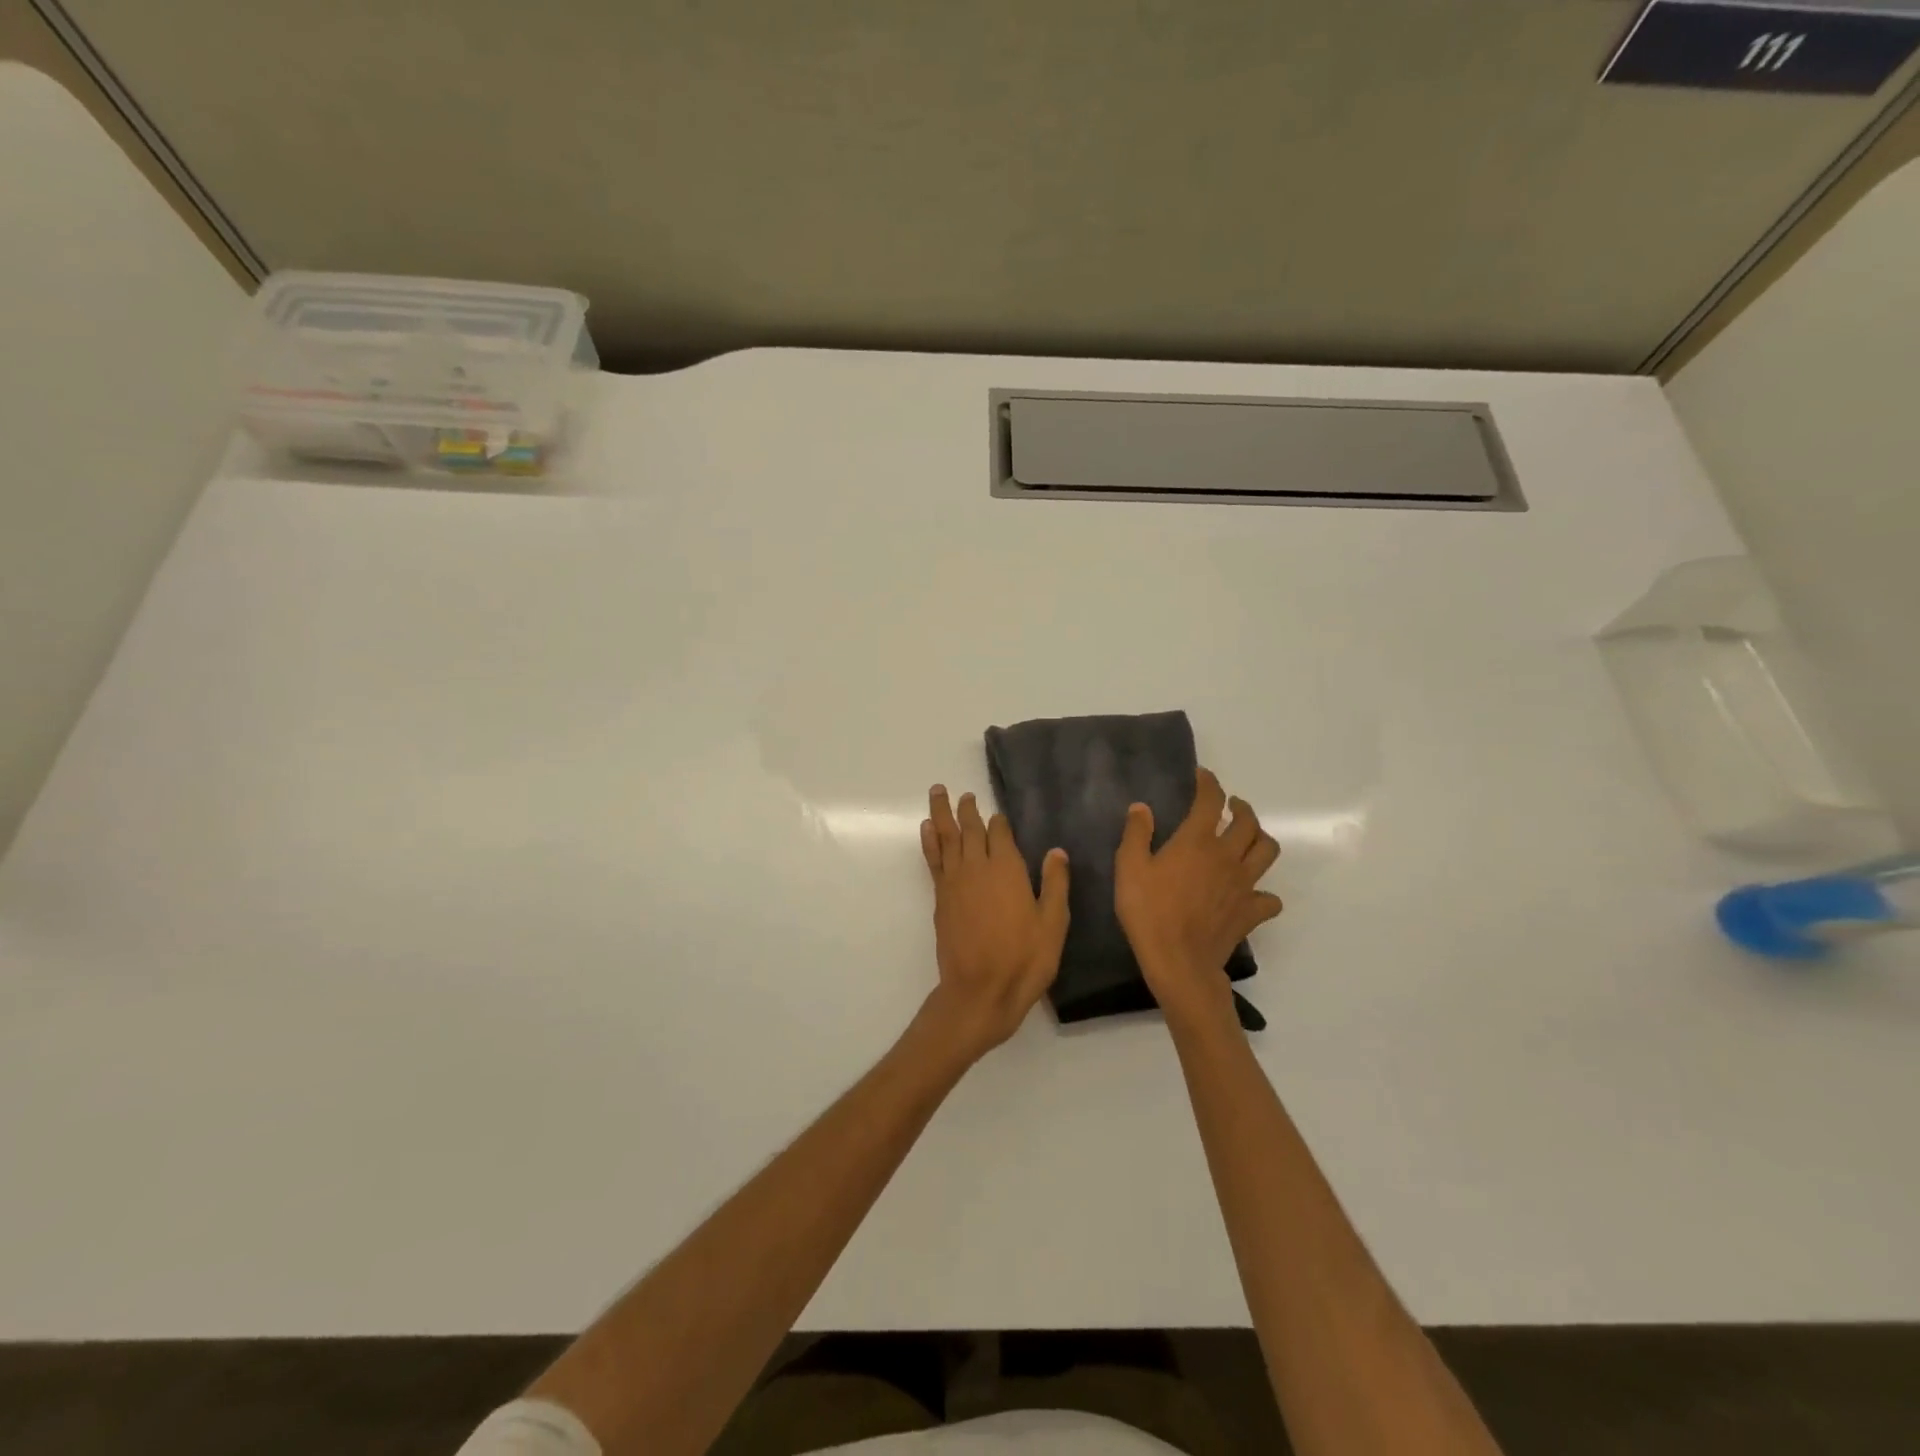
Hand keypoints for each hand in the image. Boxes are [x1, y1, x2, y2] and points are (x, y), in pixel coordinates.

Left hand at [918, 785, 1069, 1061]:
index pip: (999, 832)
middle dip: (966, 809)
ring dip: (941, 814)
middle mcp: (977, 867)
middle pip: (969, 829)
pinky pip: (933, 859)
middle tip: (963, 793)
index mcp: (1007, 869)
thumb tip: (1057, 852)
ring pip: (945, 838)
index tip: (998, 814)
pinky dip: (929, 841)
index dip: (999, 821)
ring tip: (937, 793)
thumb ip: (1055, 884)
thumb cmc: (1024, 960)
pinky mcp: (941, 898)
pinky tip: (928, 830)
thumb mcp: (1053, 924)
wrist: (979, 992)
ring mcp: (954, 882)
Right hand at [1115, 767, 1281, 1025]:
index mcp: (1197, 841)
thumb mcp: (1129, 868)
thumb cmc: (1149, 911)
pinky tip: (1251, 892)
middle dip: (1241, 808)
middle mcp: (1227, 856)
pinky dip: (1264, 892)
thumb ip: (1136, 834)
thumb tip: (1142, 808)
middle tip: (1231, 807)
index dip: (1208, 784)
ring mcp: (1244, 884)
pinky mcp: (1251, 911)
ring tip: (1247, 838)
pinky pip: (1270, 897)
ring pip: (1267, 851)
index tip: (1202, 777)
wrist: (1178, 960)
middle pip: (1248, 822)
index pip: (1210, 800)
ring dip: (1260, 838)